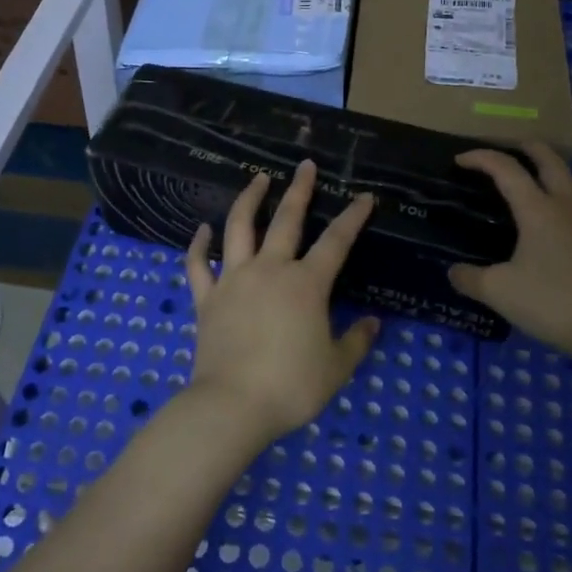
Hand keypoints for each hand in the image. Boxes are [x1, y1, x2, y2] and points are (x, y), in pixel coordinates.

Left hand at [184, 160, 379, 444]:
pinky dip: (198, 245)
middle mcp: (270, 270)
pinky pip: (198, 265)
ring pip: (239, 228)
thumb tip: (372, 323)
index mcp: (306, 284)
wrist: (232, 406)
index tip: (364, 197)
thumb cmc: (290, 386)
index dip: (353, 217)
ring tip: (257, 179)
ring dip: (249, 199)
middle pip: (286, 220)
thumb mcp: (336, 368)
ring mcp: (234, 280)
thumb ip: (356, 341)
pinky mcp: (207, 298)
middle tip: (305, 166)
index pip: (336, 242)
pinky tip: (202, 230)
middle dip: (299, 190)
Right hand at [449, 142, 571, 362]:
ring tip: (520, 176)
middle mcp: (563, 205)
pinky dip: (551, 189)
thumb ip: (469, 278)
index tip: (458, 160)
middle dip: (523, 147)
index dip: (481, 158)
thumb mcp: (497, 291)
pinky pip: (569, 198)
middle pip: (548, 159)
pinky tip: (539, 213)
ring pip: (563, 177)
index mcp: (538, 209)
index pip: (507, 169)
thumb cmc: (550, 302)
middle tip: (500, 151)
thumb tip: (453, 272)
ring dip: (542, 166)